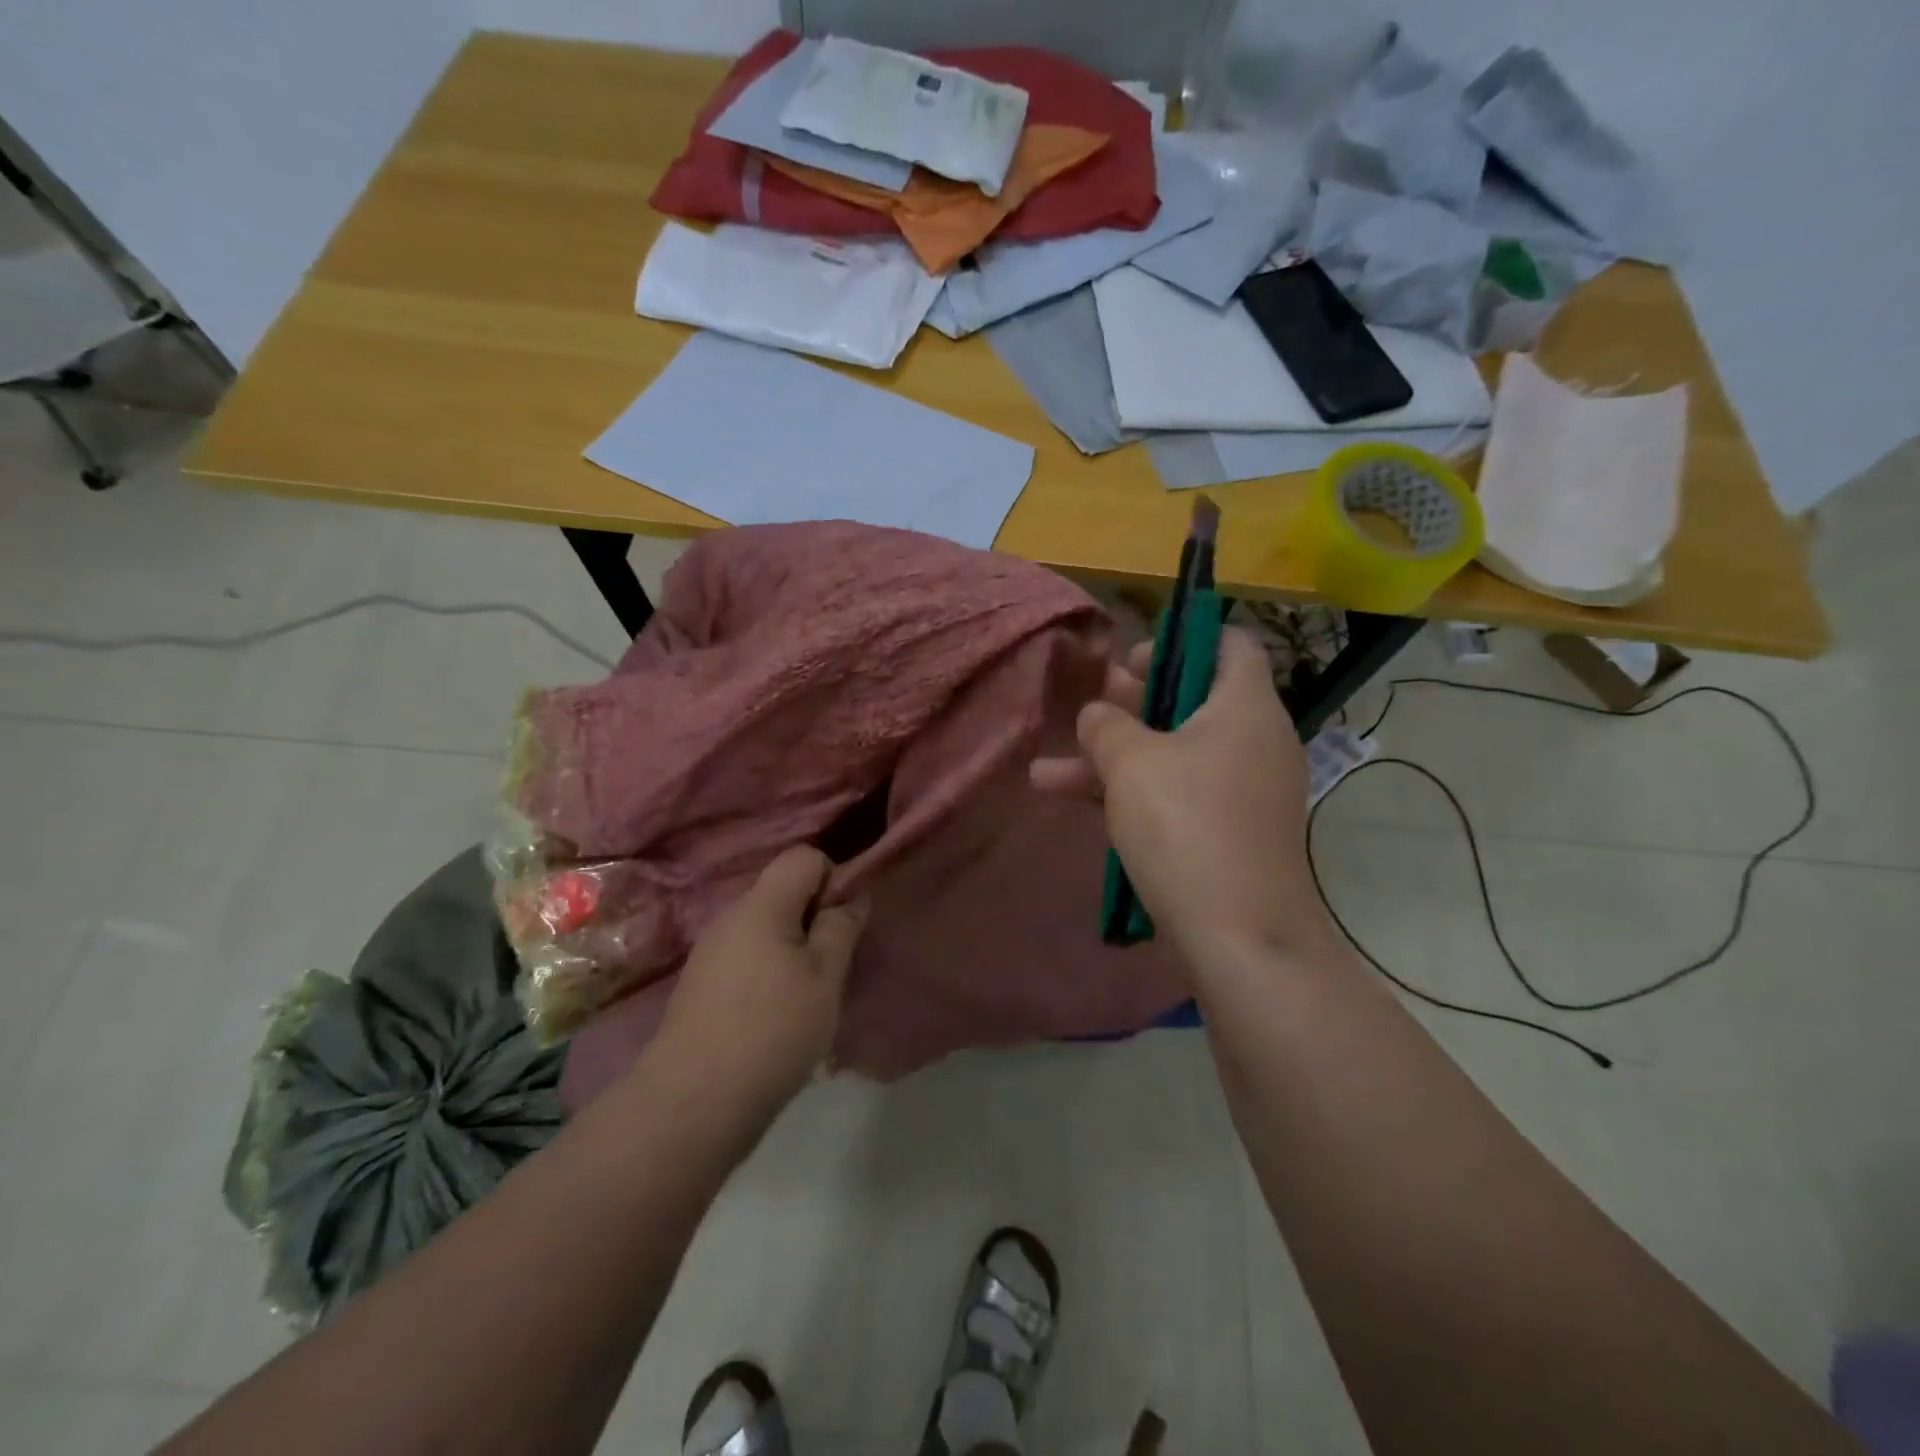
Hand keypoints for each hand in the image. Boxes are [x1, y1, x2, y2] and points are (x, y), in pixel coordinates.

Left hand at [651, 846, 869, 1120]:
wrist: (691, 1105)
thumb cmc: (772, 1031)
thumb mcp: (824, 978)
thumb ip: (840, 927)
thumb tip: (851, 893)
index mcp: (761, 905)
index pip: (803, 856)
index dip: (833, 878)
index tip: (844, 922)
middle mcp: (730, 917)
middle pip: (783, 892)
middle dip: (815, 917)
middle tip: (833, 964)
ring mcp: (710, 952)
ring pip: (766, 927)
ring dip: (794, 948)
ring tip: (808, 996)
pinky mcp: (701, 985)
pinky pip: (747, 956)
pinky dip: (770, 971)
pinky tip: (776, 1016)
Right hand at [1030, 627, 1331, 967]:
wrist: (1241, 937)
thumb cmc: (1186, 825)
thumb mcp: (1131, 762)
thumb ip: (1106, 725)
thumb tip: (1097, 714)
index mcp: (1245, 706)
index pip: (1229, 644)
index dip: (1179, 641)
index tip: (1130, 661)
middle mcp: (1254, 741)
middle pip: (1191, 700)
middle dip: (1129, 704)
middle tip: (1087, 708)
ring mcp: (1242, 790)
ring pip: (1173, 754)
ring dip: (1113, 759)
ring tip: (1046, 772)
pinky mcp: (1228, 832)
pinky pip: (1179, 795)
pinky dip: (1133, 795)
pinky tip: (1074, 807)